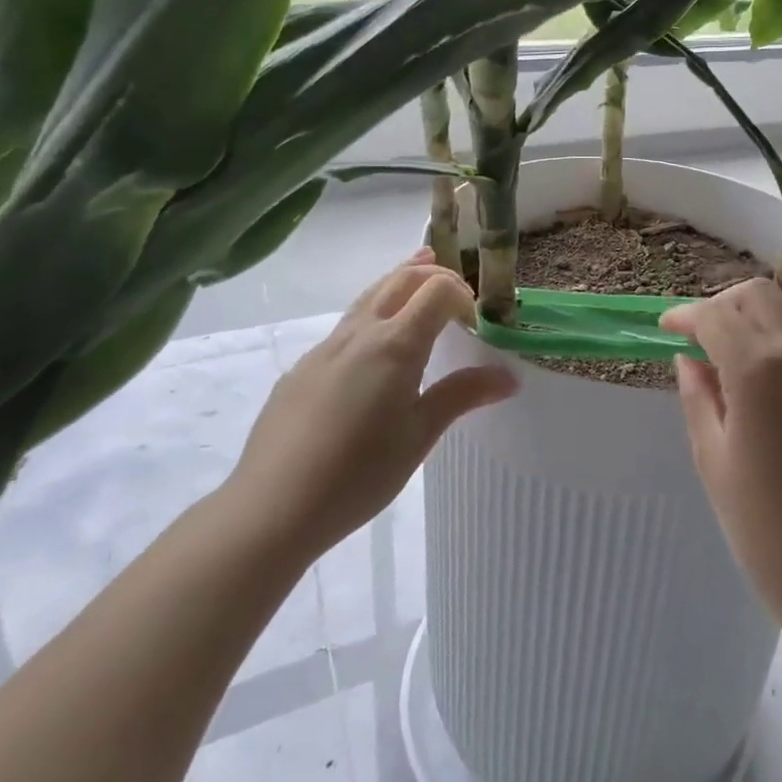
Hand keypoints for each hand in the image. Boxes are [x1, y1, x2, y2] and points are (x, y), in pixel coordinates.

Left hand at [223, 249, 515, 565]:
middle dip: (431, 274)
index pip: (437, 289)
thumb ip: (462, 395)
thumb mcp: (419, 435)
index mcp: (394, 344)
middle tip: (456, 288)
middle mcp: (359, 333)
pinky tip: (374, 348)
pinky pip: (345, 326)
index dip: (462, 294)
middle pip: (399, 280)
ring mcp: (325, 348)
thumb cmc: (359, 473)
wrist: (272, 506)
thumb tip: (509, 376)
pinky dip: (372, 313)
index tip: (476, 322)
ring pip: (368, 296)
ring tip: (418, 275)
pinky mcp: (302, 368)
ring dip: (399, 283)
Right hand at [662, 280, 781, 633]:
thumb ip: (699, 397)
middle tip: (705, 338)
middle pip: (762, 296)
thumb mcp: (714, 461)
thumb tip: (691, 359)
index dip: (686, 315)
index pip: (716, 316)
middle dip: (726, 306)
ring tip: (744, 379)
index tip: (668, 327)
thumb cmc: (766, 531)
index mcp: (761, 370)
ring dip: (762, 333)